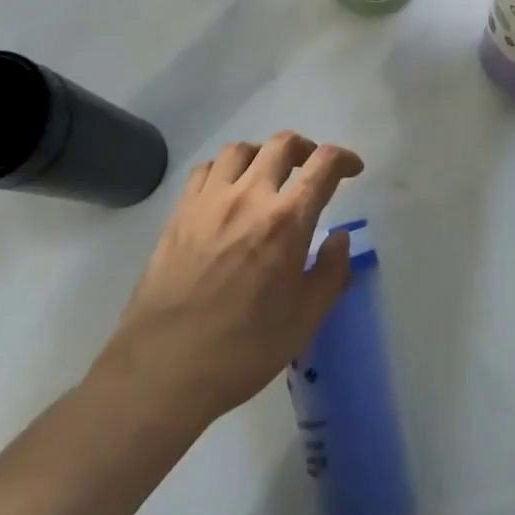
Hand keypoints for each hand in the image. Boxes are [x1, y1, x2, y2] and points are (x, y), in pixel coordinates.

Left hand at [98, 132, 362, 425]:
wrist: (162, 369)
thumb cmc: (242, 350)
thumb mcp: (304, 320)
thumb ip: (331, 272)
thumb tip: (340, 237)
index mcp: (286, 221)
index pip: (323, 165)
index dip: (344, 158)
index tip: (352, 169)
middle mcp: (249, 197)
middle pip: (282, 144)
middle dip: (306, 148)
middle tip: (312, 168)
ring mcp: (209, 201)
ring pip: (241, 149)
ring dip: (264, 154)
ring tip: (269, 174)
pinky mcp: (180, 212)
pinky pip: (206, 169)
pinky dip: (225, 169)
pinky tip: (228, 191)